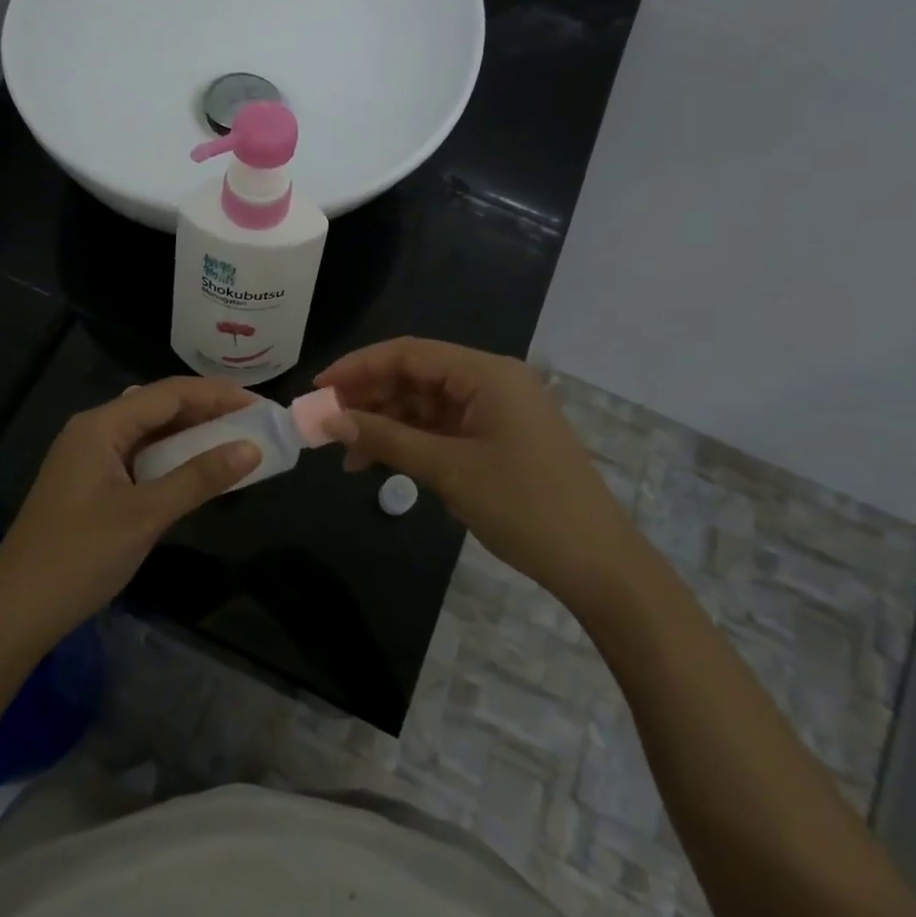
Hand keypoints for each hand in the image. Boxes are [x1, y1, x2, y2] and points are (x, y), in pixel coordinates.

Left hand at [0, 376, 260, 651]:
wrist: (15, 611)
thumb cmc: (79, 556)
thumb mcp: (146, 515)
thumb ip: (199, 479)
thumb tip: (252, 448)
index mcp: (100, 425)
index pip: (169, 393)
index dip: (217, 394)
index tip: (260, 406)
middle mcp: (93, 430)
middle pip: (159, 407)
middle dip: (208, 411)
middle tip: (254, 424)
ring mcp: (89, 458)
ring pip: (150, 433)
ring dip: (192, 435)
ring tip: (235, 441)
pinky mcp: (91, 484)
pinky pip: (140, 457)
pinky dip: (172, 458)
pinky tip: (196, 470)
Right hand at [316, 338, 637, 594]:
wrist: (597, 563)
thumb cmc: (524, 507)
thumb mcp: (448, 470)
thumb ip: (387, 439)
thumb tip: (331, 420)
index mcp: (486, 373)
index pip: (409, 353)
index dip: (358, 367)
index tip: (318, 389)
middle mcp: (491, 380)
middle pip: (416, 375)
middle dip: (369, 397)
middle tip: (326, 424)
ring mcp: (496, 410)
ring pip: (426, 403)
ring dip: (386, 422)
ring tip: (347, 453)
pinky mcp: (498, 437)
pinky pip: (443, 427)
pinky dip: (411, 440)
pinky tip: (380, 461)